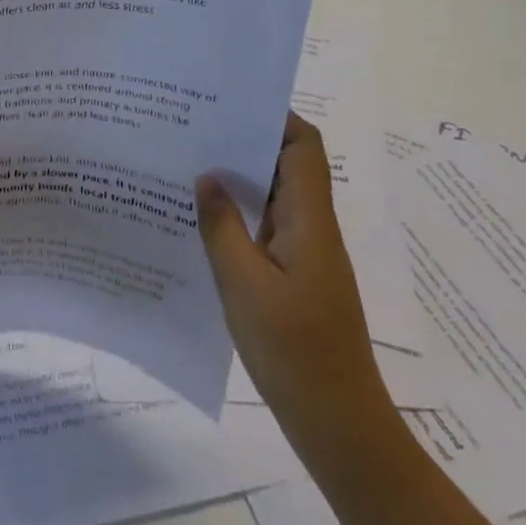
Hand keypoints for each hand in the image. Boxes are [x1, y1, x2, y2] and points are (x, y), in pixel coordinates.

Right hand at [194, 112, 392, 445]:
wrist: (337, 424)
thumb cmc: (293, 349)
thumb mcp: (243, 284)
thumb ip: (221, 226)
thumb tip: (206, 177)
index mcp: (310, 221)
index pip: (304, 147)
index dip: (275, 116)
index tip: (229, 100)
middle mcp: (312, 228)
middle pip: (288, 165)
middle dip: (245, 140)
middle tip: (193, 126)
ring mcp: (305, 254)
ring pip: (275, 197)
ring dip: (239, 178)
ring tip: (187, 163)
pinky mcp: (294, 278)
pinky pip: (266, 228)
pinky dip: (239, 214)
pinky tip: (200, 220)